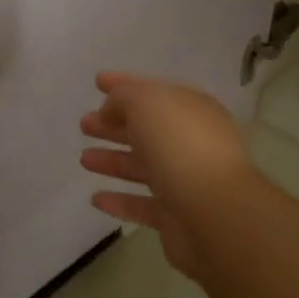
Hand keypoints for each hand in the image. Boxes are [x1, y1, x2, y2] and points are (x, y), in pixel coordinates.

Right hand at [78, 73, 253, 278]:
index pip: (153, 91)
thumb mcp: (147, 103)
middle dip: (114, 124)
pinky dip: (120, 201)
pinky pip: (143, 205)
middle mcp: (191, 141)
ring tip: (84, 159)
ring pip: (143, 166)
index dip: (124, 85)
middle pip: (147, 129)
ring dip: (113, 161)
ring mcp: (185, 180)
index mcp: (191, 109)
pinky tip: (96, 198)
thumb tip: (111, 110)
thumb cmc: (180, 146)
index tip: (96, 82)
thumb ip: (124, 98)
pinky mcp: (177, 215)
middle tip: (85, 124)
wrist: (214, 213)